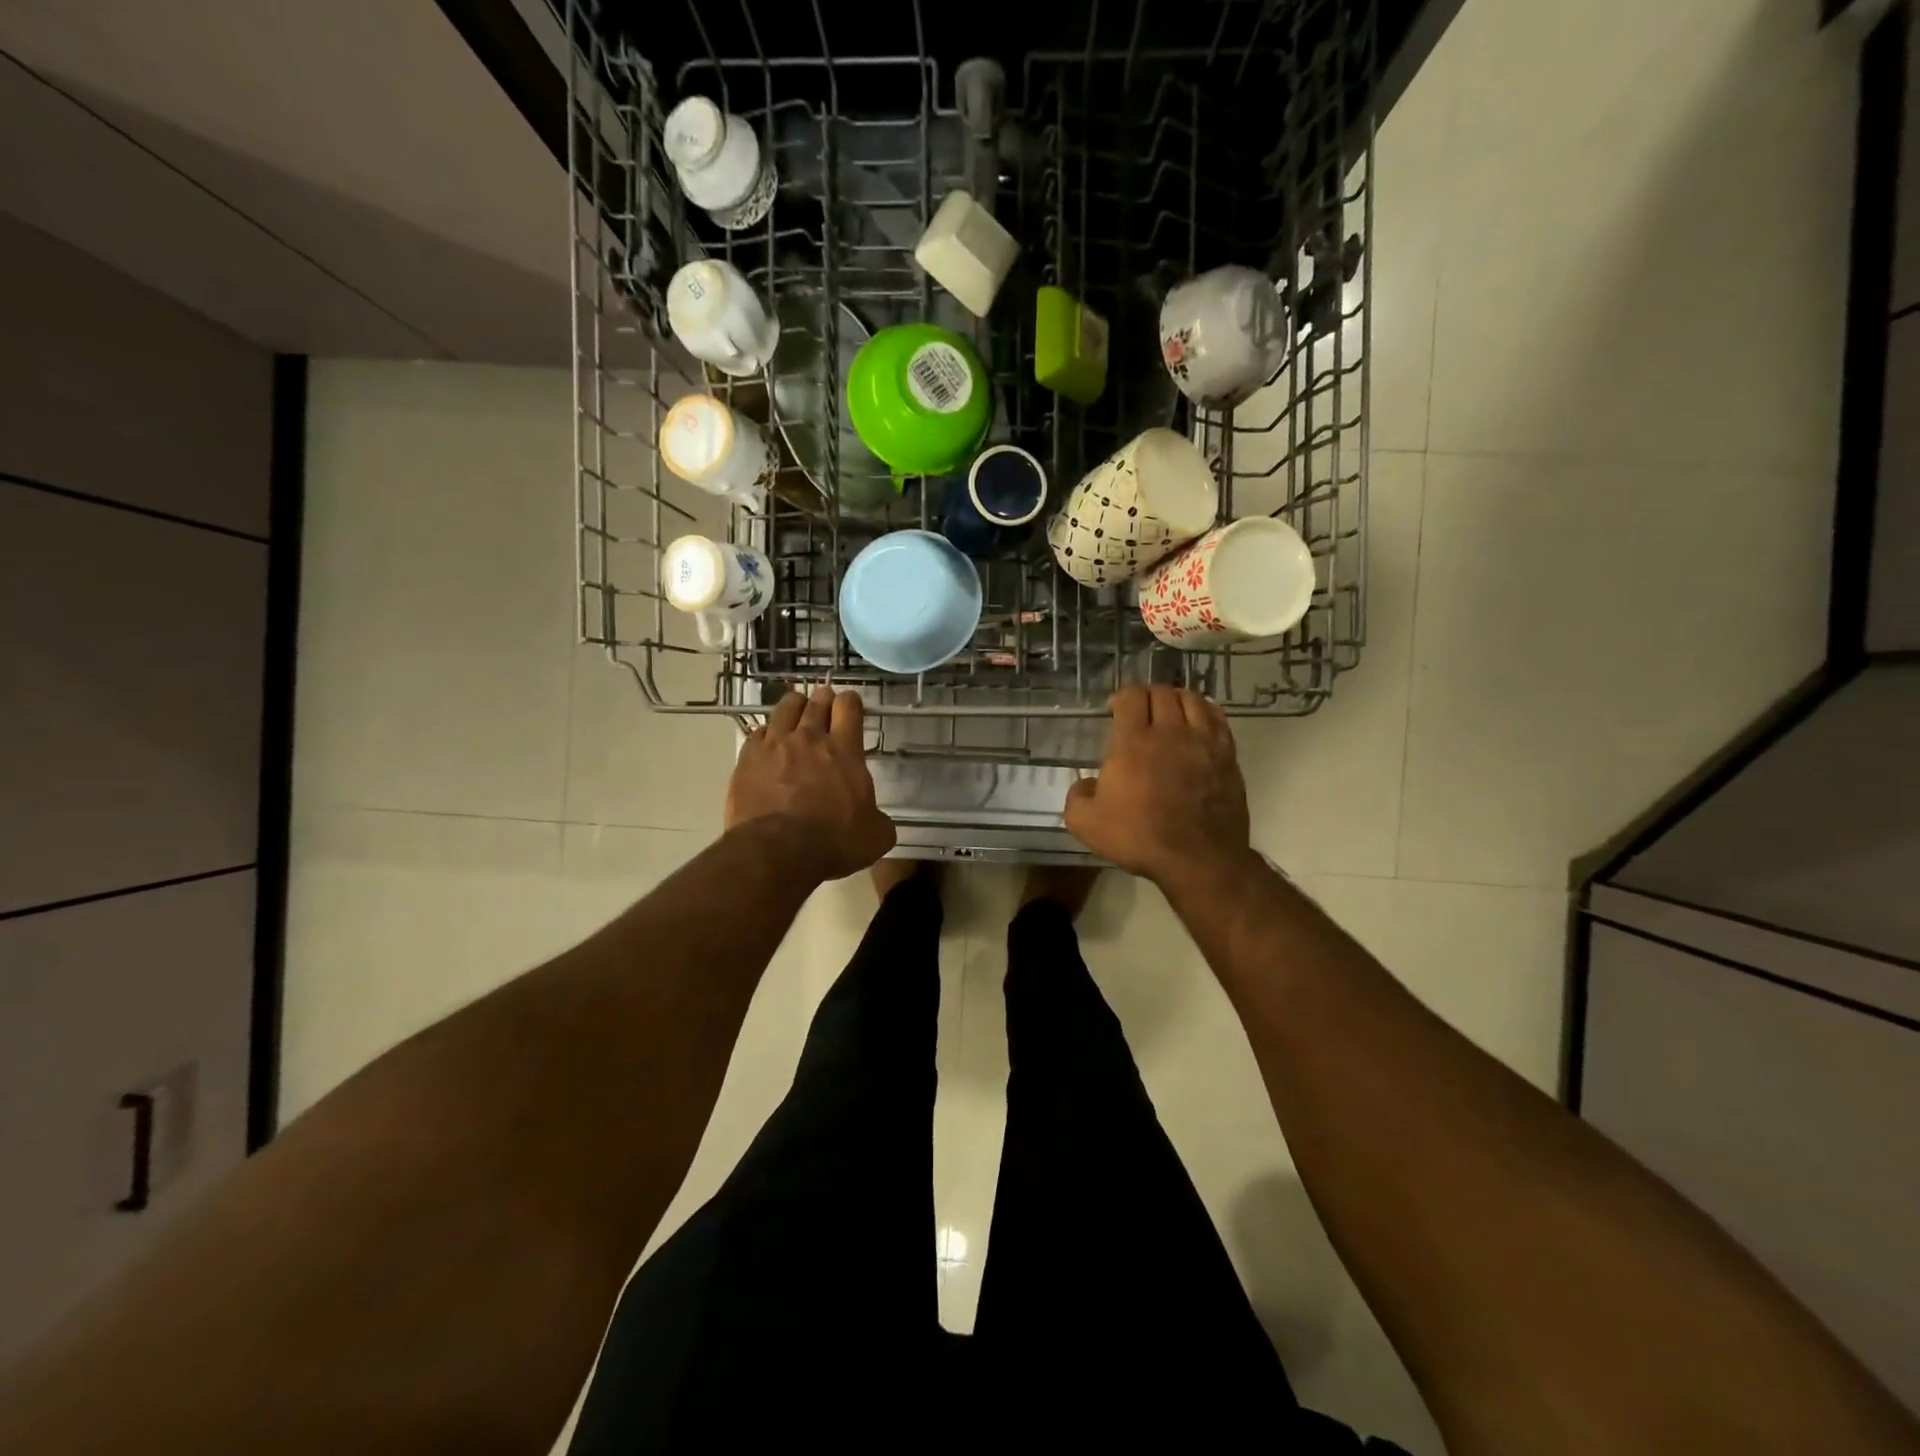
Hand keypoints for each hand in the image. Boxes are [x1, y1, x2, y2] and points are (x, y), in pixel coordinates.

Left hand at [726, 686, 895, 879]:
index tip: (851, 705)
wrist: (777, 850)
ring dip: (794, 706)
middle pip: (816, 702)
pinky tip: (768, 742)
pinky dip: (767, 734)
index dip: (851, 702)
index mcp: (844, 750)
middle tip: (825, 702)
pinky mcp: (748, 758)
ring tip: (796, 711)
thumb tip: (876, 821)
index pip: (849, 707)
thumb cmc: (833, 841)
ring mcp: (775, 745)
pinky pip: (758, 733)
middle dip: (823, 699)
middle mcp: (809, 738)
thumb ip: (879, 820)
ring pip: (785, 708)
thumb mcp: (875, 836)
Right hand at [1064, 686, 1254, 890]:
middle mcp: (1170, 732)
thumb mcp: (1087, 824)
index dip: (1121, 697)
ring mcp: (1203, 741)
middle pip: (1161, 692)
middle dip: (1147, 696)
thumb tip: (1086, 785)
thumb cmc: (1140, 838)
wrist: (1198, 858)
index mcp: (1133, 742)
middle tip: (1139, 712)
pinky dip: (1204, 711)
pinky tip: (1197, 722)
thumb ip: (1077, 797)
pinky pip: (1216, 718)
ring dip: (1176, 699)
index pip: (1131, 696)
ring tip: (1169, 712)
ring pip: (1191, 699)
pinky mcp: (1227, 755)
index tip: (1114, 711)